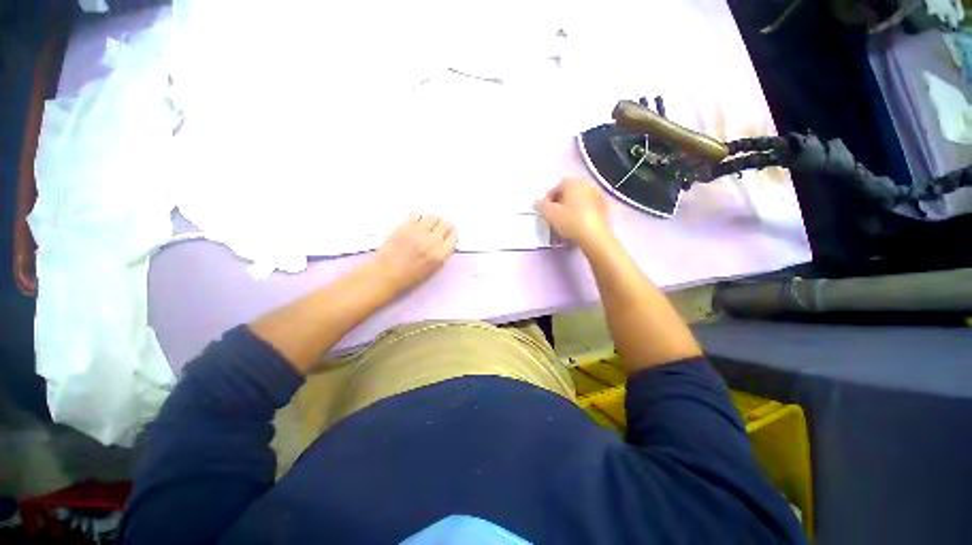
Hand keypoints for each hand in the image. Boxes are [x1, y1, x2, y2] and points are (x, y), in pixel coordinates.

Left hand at [371, 213, 457, 294]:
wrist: (385, 274)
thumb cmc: (407, 277)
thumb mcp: (431, 271)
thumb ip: (440, 256)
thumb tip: (443, 244)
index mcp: (439, 256)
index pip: (453, 238)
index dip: (451, 236)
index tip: (447, 235)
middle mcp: (431, 242)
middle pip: (445, 225)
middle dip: (443, 226)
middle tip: (438, 228)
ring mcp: (418, 232)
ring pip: (432, 216)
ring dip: (431, 220)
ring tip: (426, 225)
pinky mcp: (404, 226)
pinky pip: (416, 214)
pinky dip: (417, 217)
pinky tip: (415, 222)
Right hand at [535, 177, 612, 249]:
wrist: (594, 236)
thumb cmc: (572, 222)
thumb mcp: (550, 214)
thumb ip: (541, 205)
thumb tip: (538, 203)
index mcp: (573, 182)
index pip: (556, 187)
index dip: (548, 199)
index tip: (545, 209)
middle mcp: (587, 184)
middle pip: (568, 192)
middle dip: (560, 202)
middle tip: (553, 215)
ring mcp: (597, 195)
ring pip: (578, 199)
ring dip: (570, 207)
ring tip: (564, 221)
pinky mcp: (604, 207)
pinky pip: (587, 206)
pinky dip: (581, 212)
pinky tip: (576, 223)